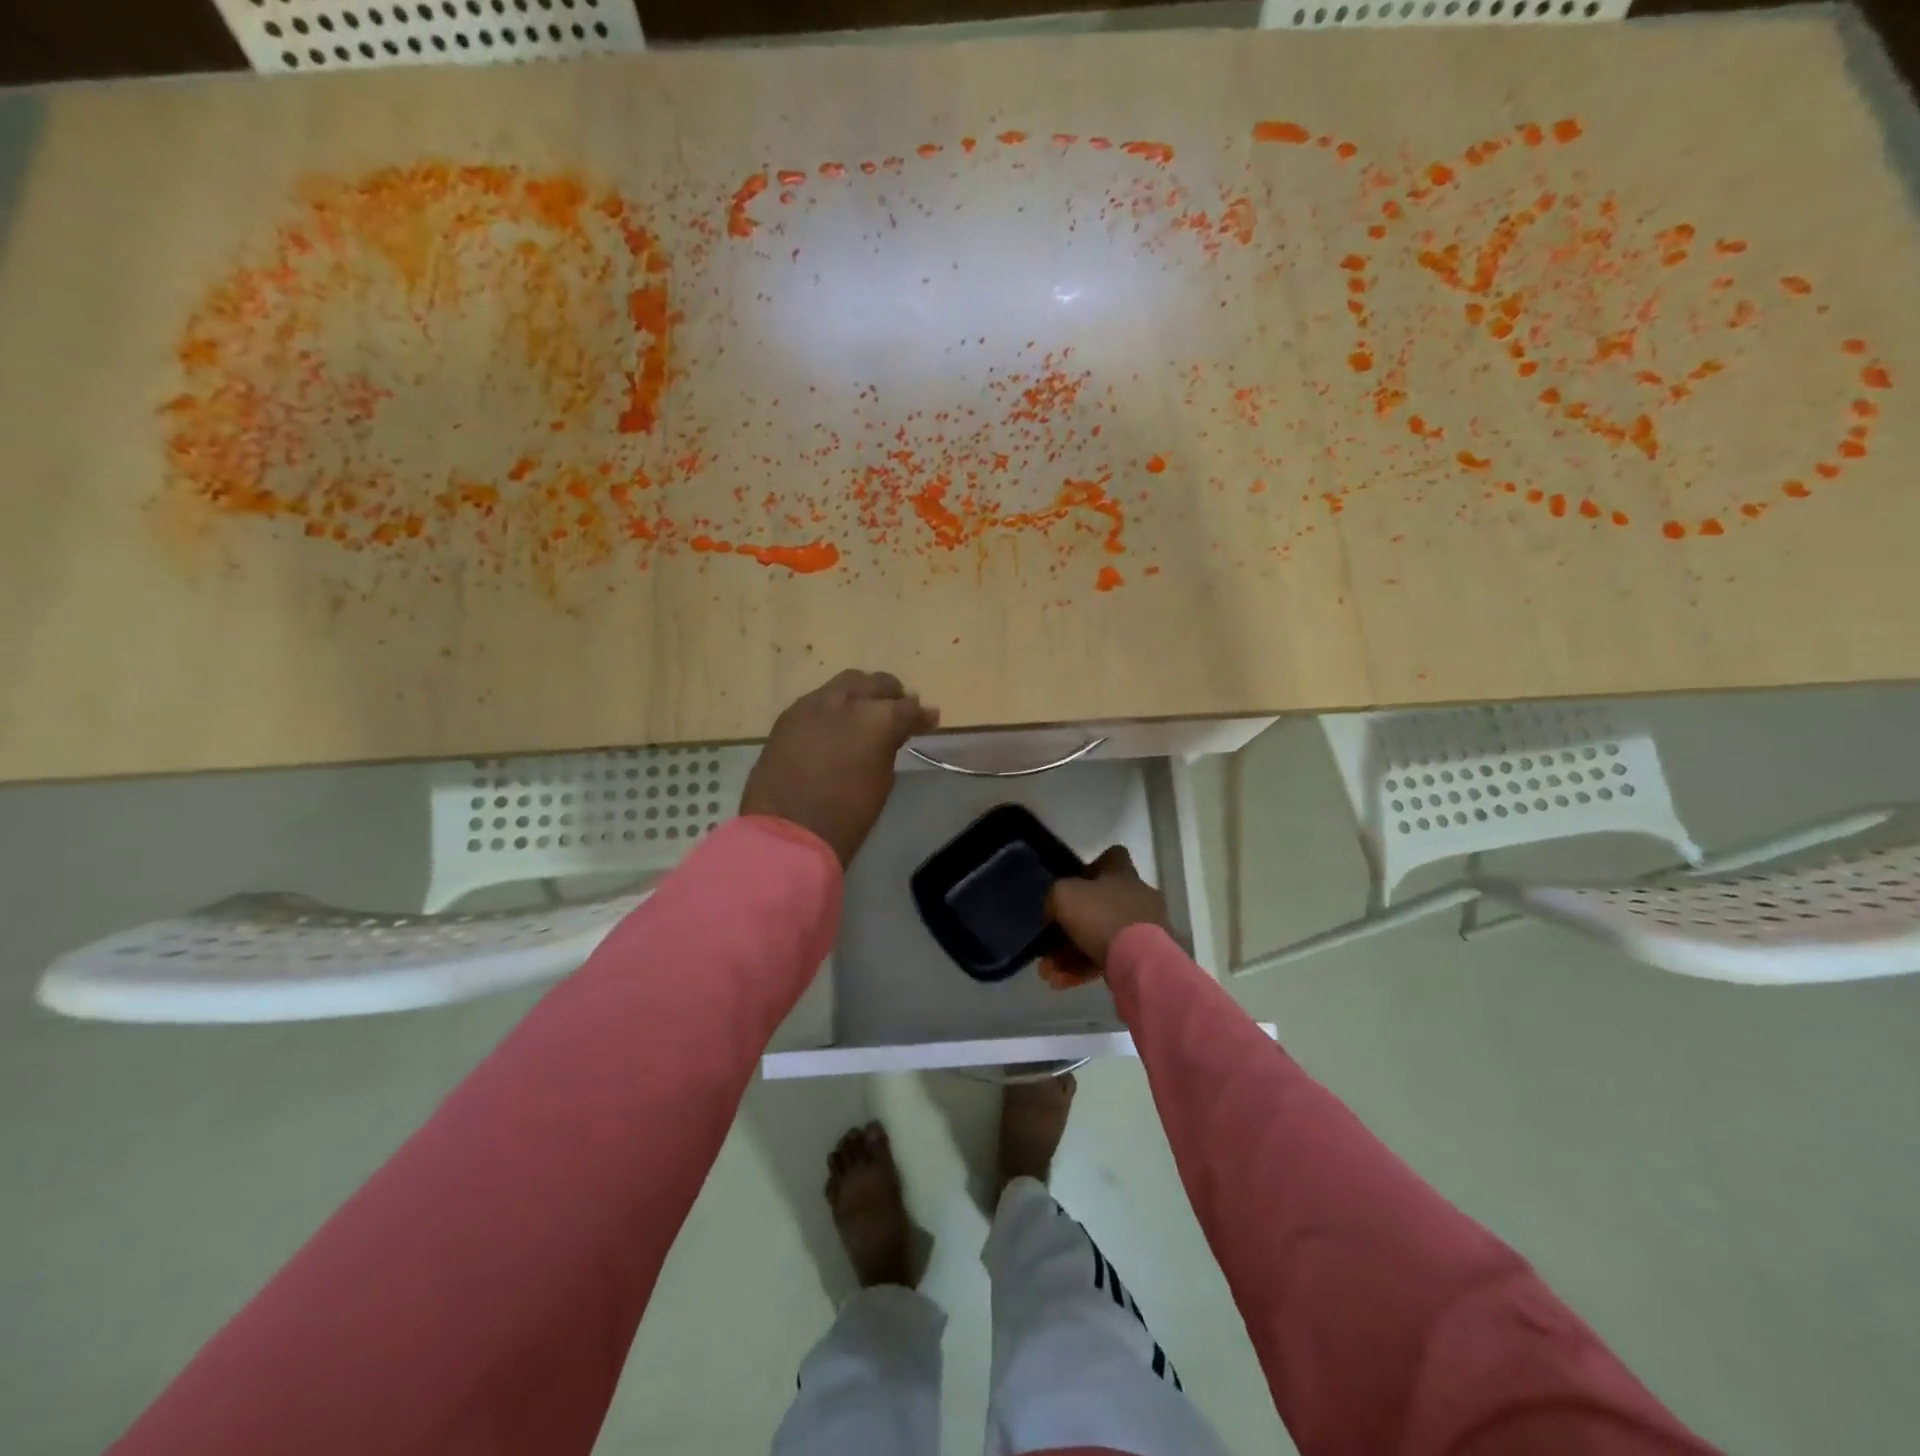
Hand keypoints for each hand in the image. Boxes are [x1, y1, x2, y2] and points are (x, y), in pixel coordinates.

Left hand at [740, 669, 939, 866]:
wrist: (788, 831)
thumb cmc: (847, 814)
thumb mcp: (882, 780)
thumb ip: (889, 746)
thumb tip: (894, 733)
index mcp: (877, 718)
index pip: (907, 707)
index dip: (922, 715)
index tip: (929, 720)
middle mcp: (846, 701)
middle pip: (875, 683)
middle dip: (891, 694)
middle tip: (899, 709)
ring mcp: (813, 705)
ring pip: (844, 684)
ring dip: (861, 693)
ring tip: (866, 711)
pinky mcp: (788, 716)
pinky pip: (818, 700)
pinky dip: (833, 706)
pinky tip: (835, 722)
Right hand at [1040, 845, 1169, 988]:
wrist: (1141, 961)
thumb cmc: (1101, 916)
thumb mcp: (1064, 895)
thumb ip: (1055, 896)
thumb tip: (1054, 910)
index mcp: (1122, 874)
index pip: (1113, 857)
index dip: (1092, 867)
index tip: (1073, 883)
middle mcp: (1136, 898)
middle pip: (1099, 906)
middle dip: (1069, 928)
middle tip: (1047, 946)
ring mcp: (1143, 930)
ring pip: (1099, 938)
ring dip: (1070, 956)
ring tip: (1049, 973)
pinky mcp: (1143, 958)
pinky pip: (1108, 960)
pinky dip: (1084, 970)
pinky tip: (1062, 983)